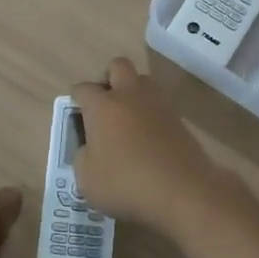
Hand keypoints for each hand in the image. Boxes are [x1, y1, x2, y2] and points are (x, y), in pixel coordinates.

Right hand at [71, 58, 227, 236]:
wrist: (182, 191)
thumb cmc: (125, 183)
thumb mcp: (86, 178)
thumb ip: (83, 156)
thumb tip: (91, 147)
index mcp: (102, 105)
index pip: (83, 89)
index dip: (77, 101)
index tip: (78, 119)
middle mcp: (129, 95)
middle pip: (118, 66)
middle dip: (109, 79)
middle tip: (105, 106)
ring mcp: (158, 104)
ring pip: (143, 81)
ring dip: (134, 93)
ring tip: (128, 122)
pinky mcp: (179, 119)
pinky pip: (160, 105)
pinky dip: (151, 114)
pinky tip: (148, 139)